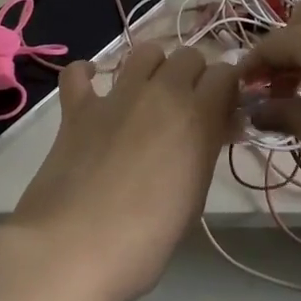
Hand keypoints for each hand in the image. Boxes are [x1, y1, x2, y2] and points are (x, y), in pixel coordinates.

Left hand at [10, 44, 238, 300]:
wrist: (72, 248)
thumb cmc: (145, 239)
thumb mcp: (194, 198)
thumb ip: (206, 152)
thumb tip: (216, 128)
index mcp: (198, 117)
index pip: (227, 74)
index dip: (228, 90)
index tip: (224, 113)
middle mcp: (161, 93)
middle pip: (189, 56)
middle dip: (195, 75)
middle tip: (189, 109)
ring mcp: (116, 96)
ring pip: (145, 52)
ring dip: (155, 67)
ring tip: (150, 96)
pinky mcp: (77, 107)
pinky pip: (80, 71)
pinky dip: (88, 75)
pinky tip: (94, 91)